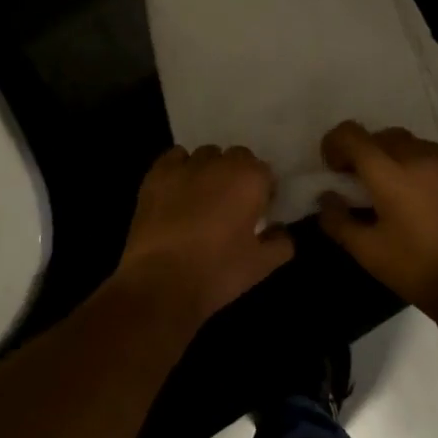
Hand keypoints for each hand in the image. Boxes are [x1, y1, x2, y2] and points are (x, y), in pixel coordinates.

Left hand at [115, 144, 294, 327]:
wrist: (161, 281)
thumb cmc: (218, 271)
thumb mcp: (261, 265)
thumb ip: (281, 243)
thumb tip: (280, 231)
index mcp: (249, 178)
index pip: (264, 171)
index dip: (263, 190)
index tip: (258, 210)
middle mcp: (219, 162)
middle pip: (235, 157)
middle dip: (237, 175)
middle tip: (232, 205)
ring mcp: (185, 165)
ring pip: (205, 155)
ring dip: (209, 170)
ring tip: (203, 198)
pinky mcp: (156, 174)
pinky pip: (174, 158)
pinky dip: (180, 168)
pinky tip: (177, 191)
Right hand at [318, 121, 437, 318]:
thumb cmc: (415, 268)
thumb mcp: (366, 252)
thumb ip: (337, 220)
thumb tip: (327, 197)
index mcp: (388, 173)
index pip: (351, 134)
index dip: (334, 144)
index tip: (334, 169)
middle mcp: (416, 157)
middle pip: (379, 135)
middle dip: (362, 151)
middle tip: (359, 181)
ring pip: (407, 141)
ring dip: (389, 154)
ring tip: (390, 185)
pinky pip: (430, 154)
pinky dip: (414, 162)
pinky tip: (417, 192)